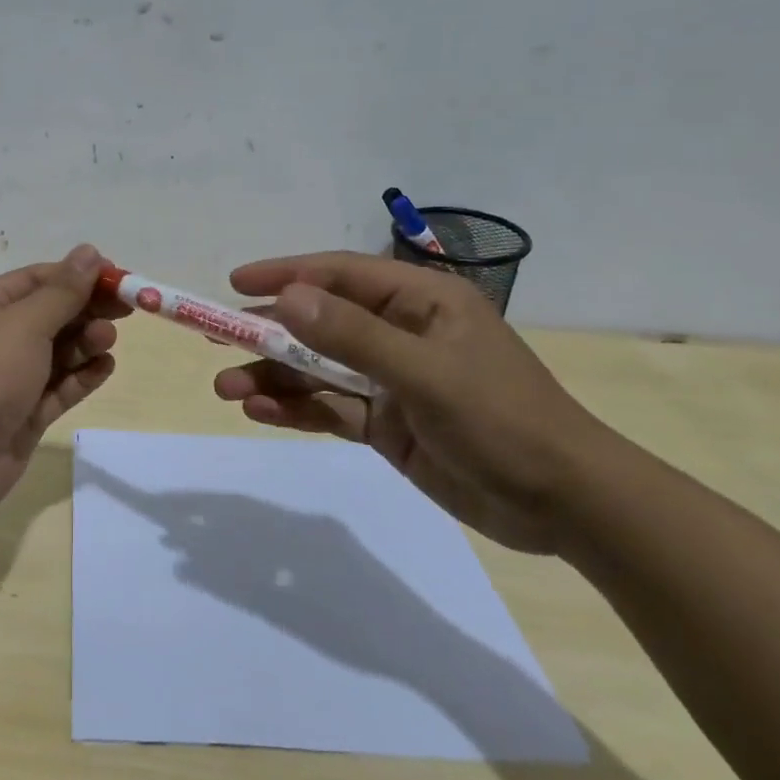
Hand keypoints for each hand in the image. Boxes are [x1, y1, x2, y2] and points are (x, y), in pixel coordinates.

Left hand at [0, 245, 125, 526]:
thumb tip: (89, 252)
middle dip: (86, 310)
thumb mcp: (23, 324)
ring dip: (85, 343)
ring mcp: (9, 379)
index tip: (118, 277)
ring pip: (57, 352)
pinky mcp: (24, 414)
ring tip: (106, 341)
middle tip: (126, 310)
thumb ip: (62, 292)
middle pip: (50, 315)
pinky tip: (105, 368)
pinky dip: (81, 377)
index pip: (36, 280)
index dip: (77, 275)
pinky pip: (59, 387)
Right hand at [213, 252, 617, 555]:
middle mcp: (401, 334)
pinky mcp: (386, 423)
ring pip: (318, 370)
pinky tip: (261, 414)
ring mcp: (391, 381)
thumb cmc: (503, 421)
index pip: (340, 275)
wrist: (563, 504)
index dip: (285, 275)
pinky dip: (296, 410)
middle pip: (320, 324)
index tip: (234, 284)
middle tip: (216, 341)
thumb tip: (286, 299)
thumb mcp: (425, 373)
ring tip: (228, 390)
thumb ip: (353, 337)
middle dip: (268, 335)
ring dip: (273, 379)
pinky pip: (330, 408)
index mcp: (421, 302)